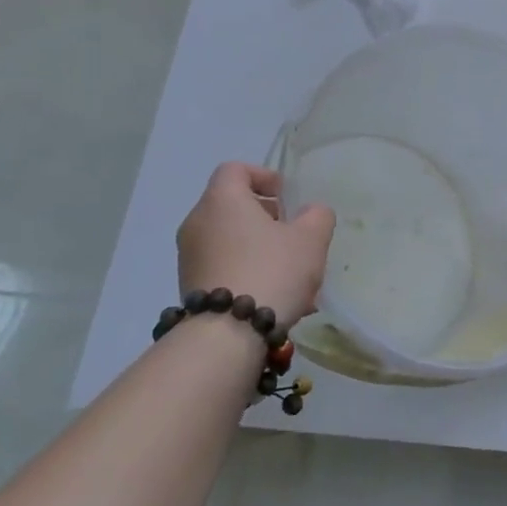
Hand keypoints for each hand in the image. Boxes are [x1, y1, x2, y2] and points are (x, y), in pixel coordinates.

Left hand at [176, 164, 335, 330]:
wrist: (227, 336)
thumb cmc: (271, 271)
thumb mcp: (311, 239)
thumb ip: (317, 216)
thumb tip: (310, 213)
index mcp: (222, 200)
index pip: (235, 169)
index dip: (263, 176)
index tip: (286, 198)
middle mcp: (198, 222)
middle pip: (233, 206)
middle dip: (266, 219)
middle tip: (293, 236)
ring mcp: (189, 257)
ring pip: (231, 241)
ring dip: (260, 249)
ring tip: (292, 276)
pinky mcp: (190, 287)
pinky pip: (224, 267)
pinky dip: (247, 272)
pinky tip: (274, 297)